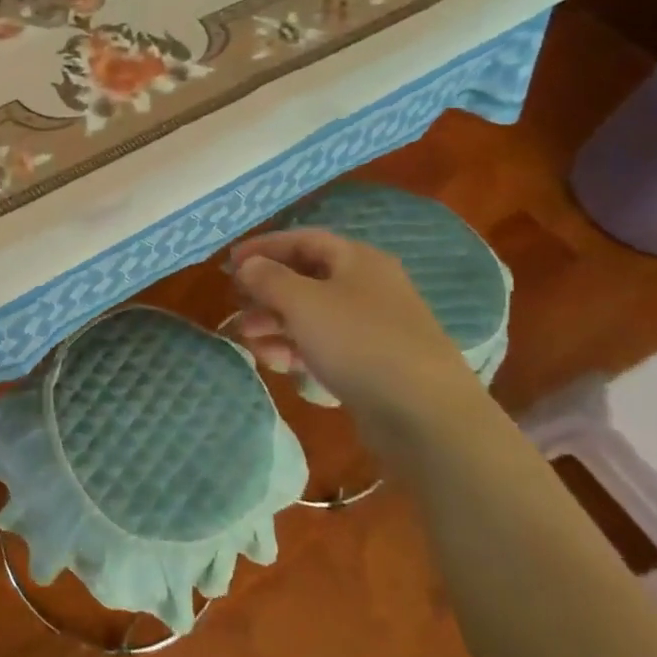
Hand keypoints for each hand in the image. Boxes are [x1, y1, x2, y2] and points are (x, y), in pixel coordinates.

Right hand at [230, 228, 490, 443]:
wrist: (427, 417)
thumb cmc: (359, 343)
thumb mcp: (303, 303)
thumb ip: (268, 278)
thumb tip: (247, 266)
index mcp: (357, 259)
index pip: (302, 239)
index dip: (263, 247)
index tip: (229, 264)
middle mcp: (367, 286)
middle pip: (305, 278)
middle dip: (266, 292)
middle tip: (235, 307)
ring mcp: (372, 327)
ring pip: (312, 315)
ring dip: (275, 324)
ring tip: (248, 342)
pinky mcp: (372, 363)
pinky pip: (325, 345)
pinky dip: (297, 349)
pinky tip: (278, 365)